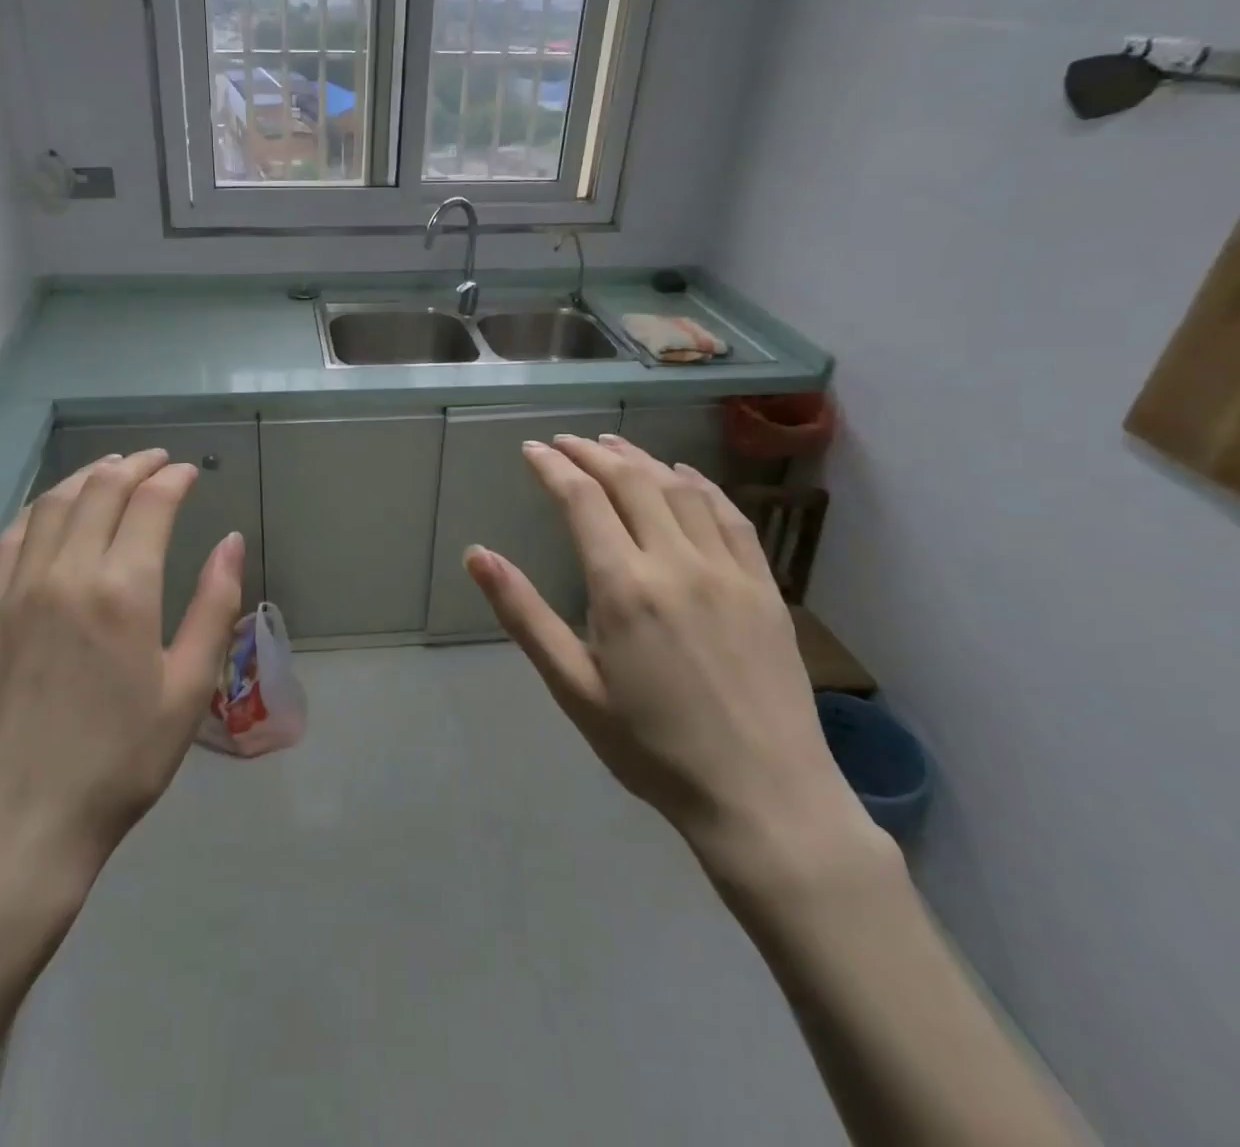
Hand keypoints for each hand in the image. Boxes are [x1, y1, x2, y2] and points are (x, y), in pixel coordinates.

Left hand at [0, 450, 244, 923]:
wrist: (19, 822)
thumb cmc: (120, 760)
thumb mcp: (188, 687)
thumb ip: (213, 605)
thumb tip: (231, 542)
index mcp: (123, 589)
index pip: (150, 503)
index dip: (173, 478)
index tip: (190, 472)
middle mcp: (66, 573)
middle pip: (100, 490)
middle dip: (134, 465)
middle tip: (157, 460)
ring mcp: (17, 589)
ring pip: (53, 505)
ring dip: (86, 476)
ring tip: (110, 468)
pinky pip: (10, 538)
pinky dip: (39, 509)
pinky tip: (51, 510)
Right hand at [465, 434, 870, 883]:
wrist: (763, 797)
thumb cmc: (652, 747)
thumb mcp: (573, 687)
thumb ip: (523, 614)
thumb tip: (476, 554)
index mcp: (624, 587)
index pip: (582, 500)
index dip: (553, 467)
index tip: (532, 449)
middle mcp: (676, 562)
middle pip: (630, 481)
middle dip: (592, 453)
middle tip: (565, 442)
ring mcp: (727, 570)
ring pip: (679, 490)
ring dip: (641, 459)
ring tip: (613, 444)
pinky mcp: (763, 586)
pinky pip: (730, 516)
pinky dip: (701, 485)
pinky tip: (684, 476)